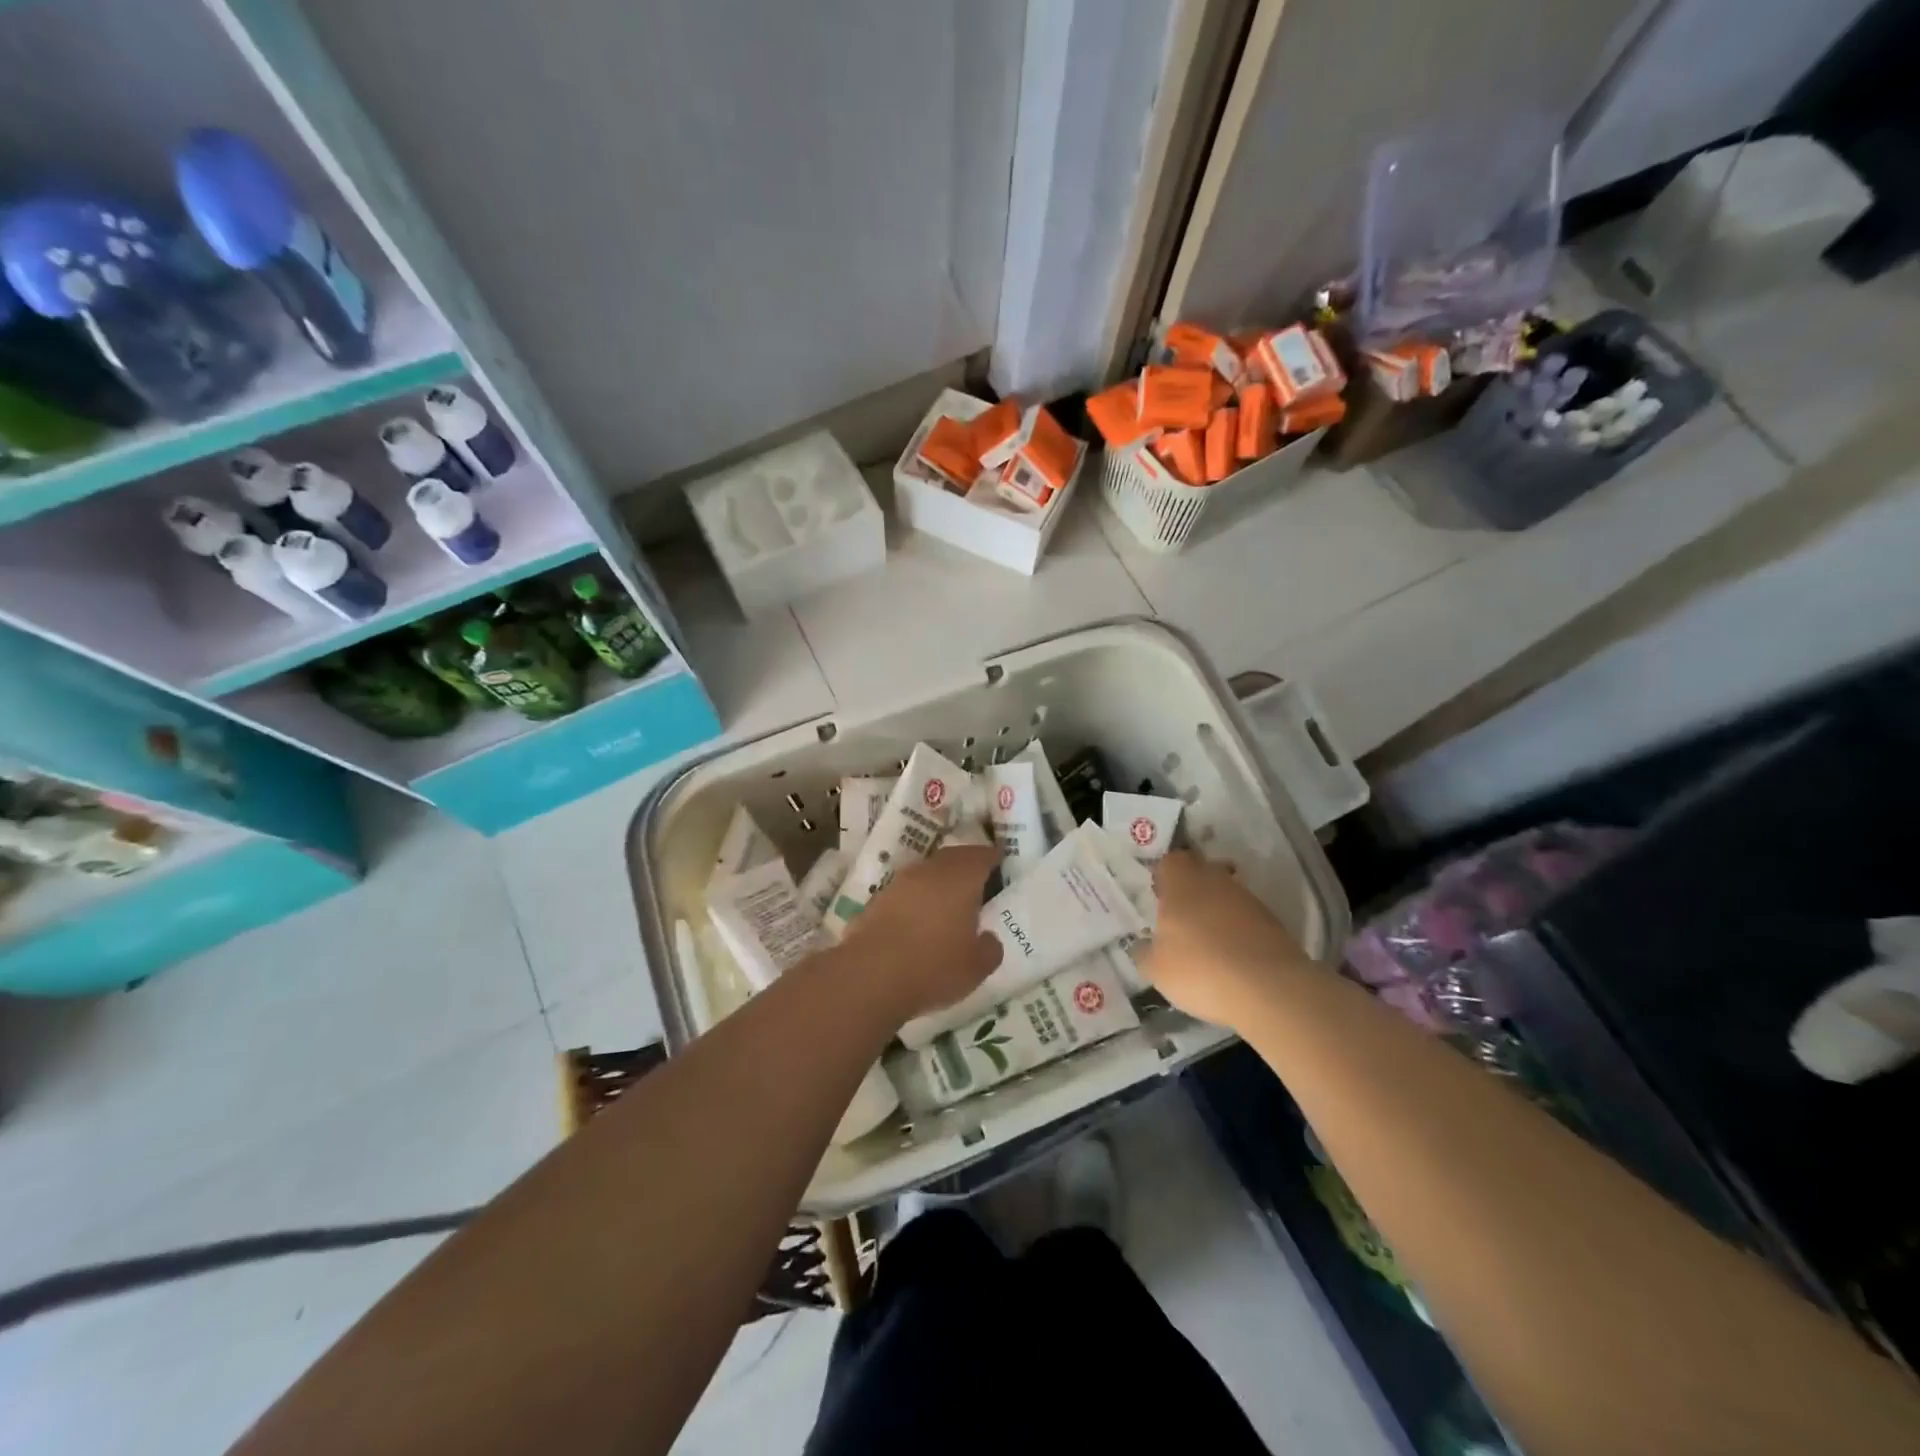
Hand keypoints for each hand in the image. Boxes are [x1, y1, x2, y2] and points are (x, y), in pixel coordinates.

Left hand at [837, 846, 1002, 1022]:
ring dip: (939, 883)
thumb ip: (989, 948)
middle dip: (965, 866)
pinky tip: (920, 921)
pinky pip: (906, 892)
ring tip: (950, 903)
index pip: (981, 855)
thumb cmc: (934, 966)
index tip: (1001, 862)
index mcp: (960, 878)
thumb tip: (988, 938)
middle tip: (978, 880)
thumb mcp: (976, 966)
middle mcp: (929, 871)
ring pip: (926, 873)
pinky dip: (917, 900)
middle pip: (952, 858)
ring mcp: (899, 883)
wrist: (870, 976)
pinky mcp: (876, 901)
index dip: (992, 857)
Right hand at [1139, 851, 1308, 1028]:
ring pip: (1224, 894)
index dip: (1163, 877)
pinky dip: (1236, 930)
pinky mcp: (1272, 921)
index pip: (1170, 861)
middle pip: (1200, 872)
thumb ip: (1144, 953)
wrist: (1270, 989)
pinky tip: (1231, 957)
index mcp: (1182, 882)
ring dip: (1215, 911)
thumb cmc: (1200, 969)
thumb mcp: (1156, 969)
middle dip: (1190, 891)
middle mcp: (1215, 880)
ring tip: (1206, 943)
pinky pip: (1245, 917)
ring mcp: (1247, 899)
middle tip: (1179, 920)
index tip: (1158, 898)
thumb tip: (1142, 946)